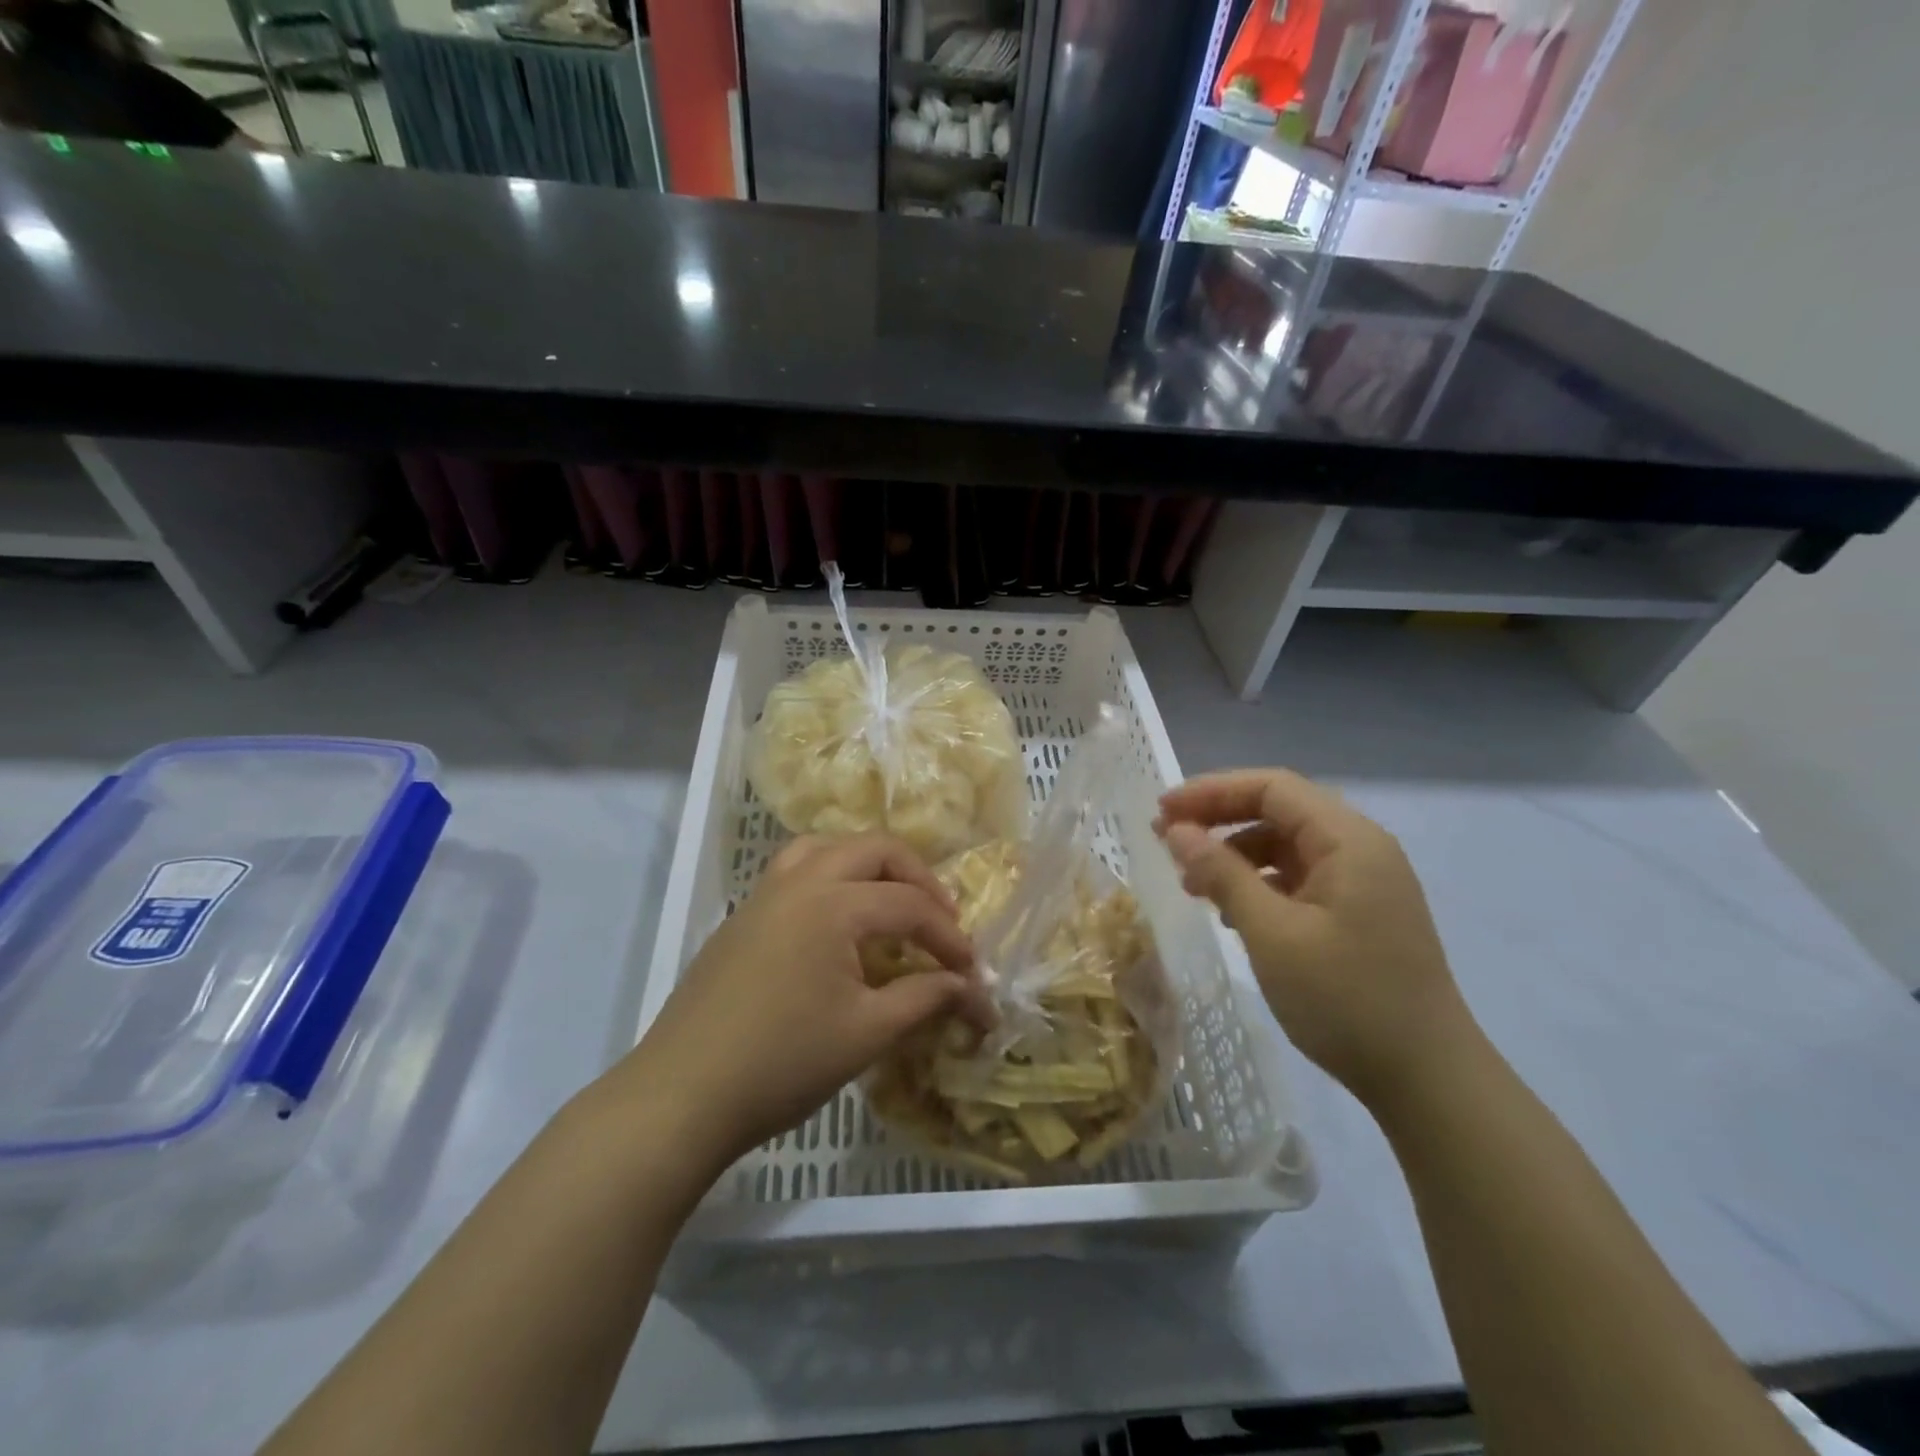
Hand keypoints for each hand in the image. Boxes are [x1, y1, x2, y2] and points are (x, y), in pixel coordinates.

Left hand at [613, 834, 982, 1172]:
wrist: (681, 1095)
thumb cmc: (782, 1063)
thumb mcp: (867, 1033)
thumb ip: (926, 999)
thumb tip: (973, 990)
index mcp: (832, 904)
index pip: (909, 905)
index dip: (949, 937)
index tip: (971, 972)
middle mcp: (799, 881)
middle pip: (873, 849)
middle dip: (917, 878)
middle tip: (940, 919)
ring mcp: (764, 894)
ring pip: (826, 847)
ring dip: (868, 865)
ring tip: (890, 901)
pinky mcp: (743, 916)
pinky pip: (796, 870)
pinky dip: (831, 876)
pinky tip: (837, 922)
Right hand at [1156, 769, 1474, 1109]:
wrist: (1428, 1081)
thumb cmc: (1346, 999)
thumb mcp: (1272, 933)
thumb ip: (1222, 874)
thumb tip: (1177, 831)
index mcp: (1349, 839)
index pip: (1272, 788)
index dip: (1211, 791)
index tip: (1162, 812)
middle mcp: (1361, 848)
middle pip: (1279, 810)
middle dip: (1219, 819)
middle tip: (1166, 839)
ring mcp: (1364, 882)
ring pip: (1287, 845)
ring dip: (1236, 855)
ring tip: (1192, 885)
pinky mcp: (1359, 913)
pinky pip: (1300, 878)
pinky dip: (1259, 883)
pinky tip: (1232, 912)